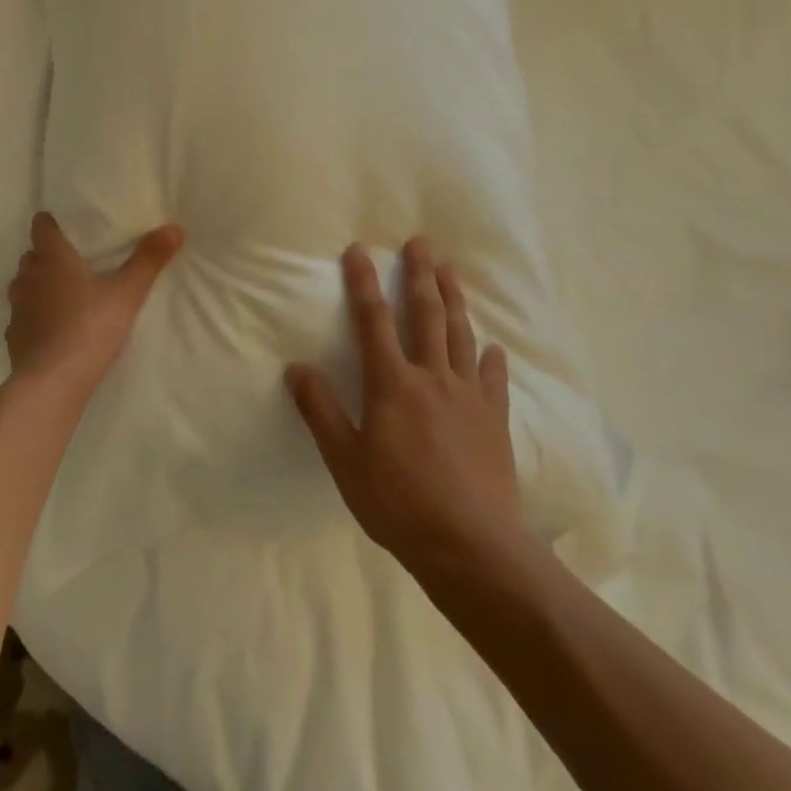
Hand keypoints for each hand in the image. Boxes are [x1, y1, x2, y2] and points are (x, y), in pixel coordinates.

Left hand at [4, 212, 183, 395]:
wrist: (53, 381)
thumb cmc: (90, 327)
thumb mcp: (127, 293)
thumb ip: (148, 260)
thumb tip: (175, 228)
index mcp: (53, 259)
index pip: (41, 227)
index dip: (50, 223)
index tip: (62, 225)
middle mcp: (29, 277)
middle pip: (32, 256)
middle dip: (46, 255)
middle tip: (71, 261)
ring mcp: (17, 308)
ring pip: (23, 285)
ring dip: (37, 285)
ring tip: (61, 294)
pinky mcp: (13, 336)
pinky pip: (21, 317)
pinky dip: (33, 316)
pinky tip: (49, 328)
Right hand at [286, 239, 522, 579]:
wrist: (473, 549)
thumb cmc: (398, 504)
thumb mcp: (345, 461)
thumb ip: (320, 410)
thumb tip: (296, 367)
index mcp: (392, 384)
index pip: (373, 321)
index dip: (363, 283)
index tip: (360, 250)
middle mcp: (432, 378)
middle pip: (426, 315)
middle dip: (420, 275)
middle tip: (422, 242)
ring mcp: (468, 398)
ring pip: (461, 337)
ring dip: (455, 300)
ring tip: (451, 271)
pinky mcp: (494, 422)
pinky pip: (494, 381)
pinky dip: (492, 360)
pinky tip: (493, 347)